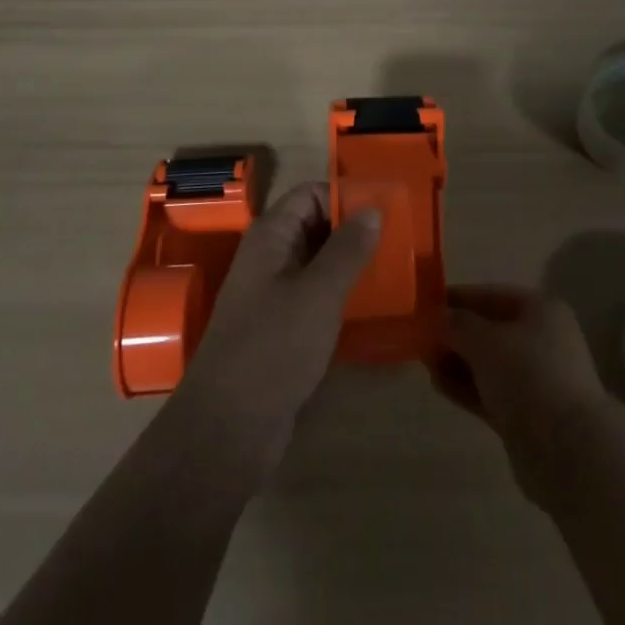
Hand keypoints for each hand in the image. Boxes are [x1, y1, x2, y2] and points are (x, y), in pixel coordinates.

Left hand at [172, 181, 382, 476]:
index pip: (310, 195)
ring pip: (317, 265)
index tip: (385, 212)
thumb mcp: (318, 293)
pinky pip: (314, 298)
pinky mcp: (280, 330)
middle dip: (352, 232)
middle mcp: (268, 258)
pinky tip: (369, 308)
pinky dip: (340, 296)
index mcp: (270, 237)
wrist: (227, 430)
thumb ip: (347, 250)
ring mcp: (272, 295)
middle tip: (396, 242)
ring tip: (392, 272)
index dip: (345, 197)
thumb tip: (372, 209)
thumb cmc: (273, 347)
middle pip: (314, 227)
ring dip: (349, 266)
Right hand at [431, 284, 615, 507]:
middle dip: (455, 334)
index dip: (458, 298)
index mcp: (540, 310)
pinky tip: (439, 385)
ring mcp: (535, 379)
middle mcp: (541, 339)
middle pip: (489, 330)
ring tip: (425, 363)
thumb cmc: (528, 375)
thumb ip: (456, 325)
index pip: (492, 295)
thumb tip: (436, 318)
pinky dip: (466, 387)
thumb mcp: (485, 340)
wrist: (567, 449)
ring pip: (487, 363)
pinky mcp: (526, 414)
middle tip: (421, 338)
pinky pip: (489, 392)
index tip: (426, 305)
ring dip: (457, 362)